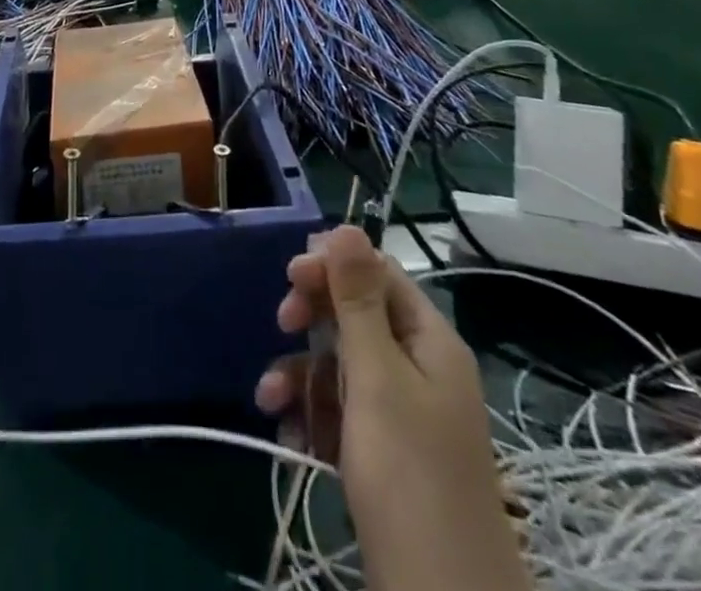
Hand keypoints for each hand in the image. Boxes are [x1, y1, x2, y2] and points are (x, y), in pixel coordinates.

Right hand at [256, 227, 528, 590]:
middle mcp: (420, 370)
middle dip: (314, 319)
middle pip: (358, 317)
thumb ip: (358, 300)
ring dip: (302, 374)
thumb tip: (349, 225)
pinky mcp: (385, 456)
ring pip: (342, 367)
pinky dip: (312, 415)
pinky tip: (288, 432)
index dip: (334, 266)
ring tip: (270, 399)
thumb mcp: (376, 377)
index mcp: (430, 342)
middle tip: (281, 322)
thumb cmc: (408, 476)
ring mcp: (403, 416)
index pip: (379, 274)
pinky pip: (341, 412)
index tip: (290, 274)